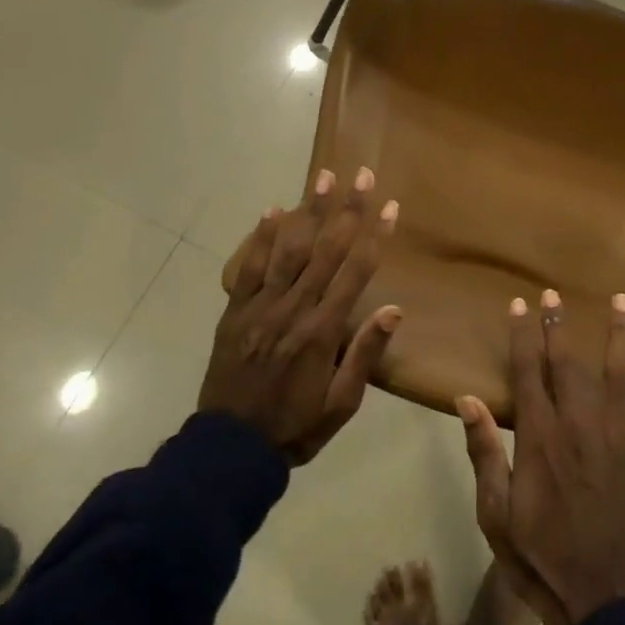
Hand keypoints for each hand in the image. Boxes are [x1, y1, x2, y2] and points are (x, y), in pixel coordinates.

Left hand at [202, 166, 400, 464]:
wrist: (229, 449)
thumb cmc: (295, 427)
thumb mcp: (341, 404)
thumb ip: (365, 354)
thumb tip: (394, 309)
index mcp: (322, 332)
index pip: (356, 272)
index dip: (375, 237)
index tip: (390, 207)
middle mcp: (293, 309)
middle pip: (326, 250)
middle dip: (347, 210)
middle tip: (362, 176)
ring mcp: (260, 307)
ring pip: (290, 250)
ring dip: (309, 211)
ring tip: (322, 177)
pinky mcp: (236, 312)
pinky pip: (250, 267)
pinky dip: (262, 238)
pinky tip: (273, 211)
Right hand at [457, 290, 624, 624]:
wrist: (593, 593)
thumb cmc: (535, 552)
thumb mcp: (493, 509)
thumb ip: (484, 451)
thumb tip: (467, 400)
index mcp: (540, 437)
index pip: (529, 372)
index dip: (523, 336)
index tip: (519, 304)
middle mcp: (579, 427)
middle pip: (569, 365)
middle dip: (560, 326)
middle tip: (554, 293)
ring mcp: (614, 439)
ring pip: (618, 378)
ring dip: (619, 338)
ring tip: (621, 301)